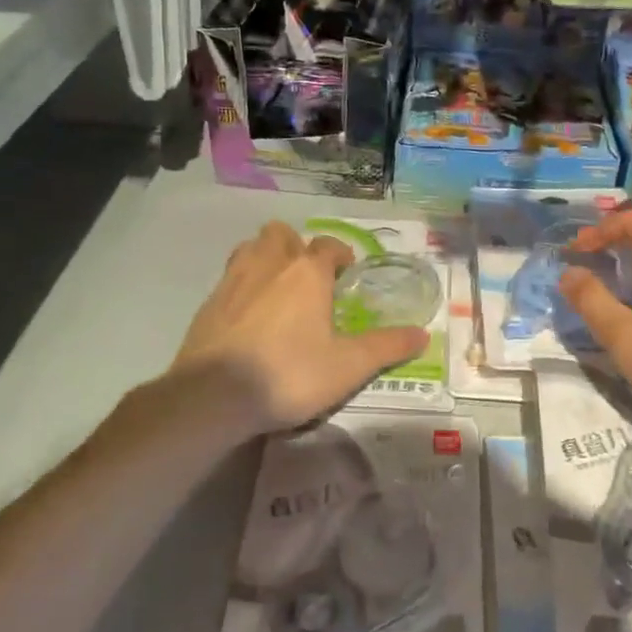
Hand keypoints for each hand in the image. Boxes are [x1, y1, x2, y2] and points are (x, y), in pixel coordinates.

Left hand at [172, 222, 428, 438]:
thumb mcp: (348, 367)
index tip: (348, 272)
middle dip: (297, 246)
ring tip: (279, 287)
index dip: (341, 254)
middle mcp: (269, 265)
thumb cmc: (289, 374)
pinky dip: (243, 285)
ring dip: (267, 257)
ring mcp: (233, 281)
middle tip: (310, 277)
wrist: (212, 397)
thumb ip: (386, 347)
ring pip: (251, 248)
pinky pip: (230, 277)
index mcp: (306, 273)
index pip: (327, 245)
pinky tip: (249, 315)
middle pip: (282, 234)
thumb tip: (423, 334)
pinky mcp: (208, 304)